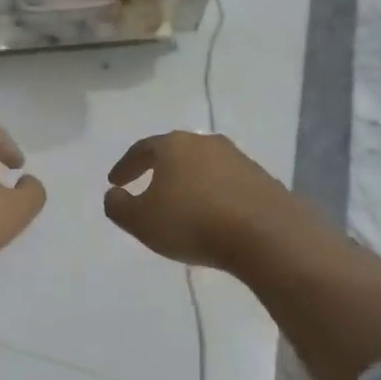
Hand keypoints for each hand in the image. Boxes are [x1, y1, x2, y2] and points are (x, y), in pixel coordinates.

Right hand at [107, 131, 380, 379]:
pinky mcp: (263, 180)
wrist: (267, 236)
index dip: (125, 166)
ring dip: (188, 182)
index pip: (142, 149)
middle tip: (146, 187)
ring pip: (203, 167)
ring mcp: (238, 159)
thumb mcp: (141, 221)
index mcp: (173, 146)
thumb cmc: (193, 223)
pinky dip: (213, 195)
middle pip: (175, 152)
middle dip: (159, 169)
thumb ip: (118, 206)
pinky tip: (211, 216)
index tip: (115, 182)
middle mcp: (205, 143)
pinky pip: (227, 184)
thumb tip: (114, 194)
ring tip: (180, 205)